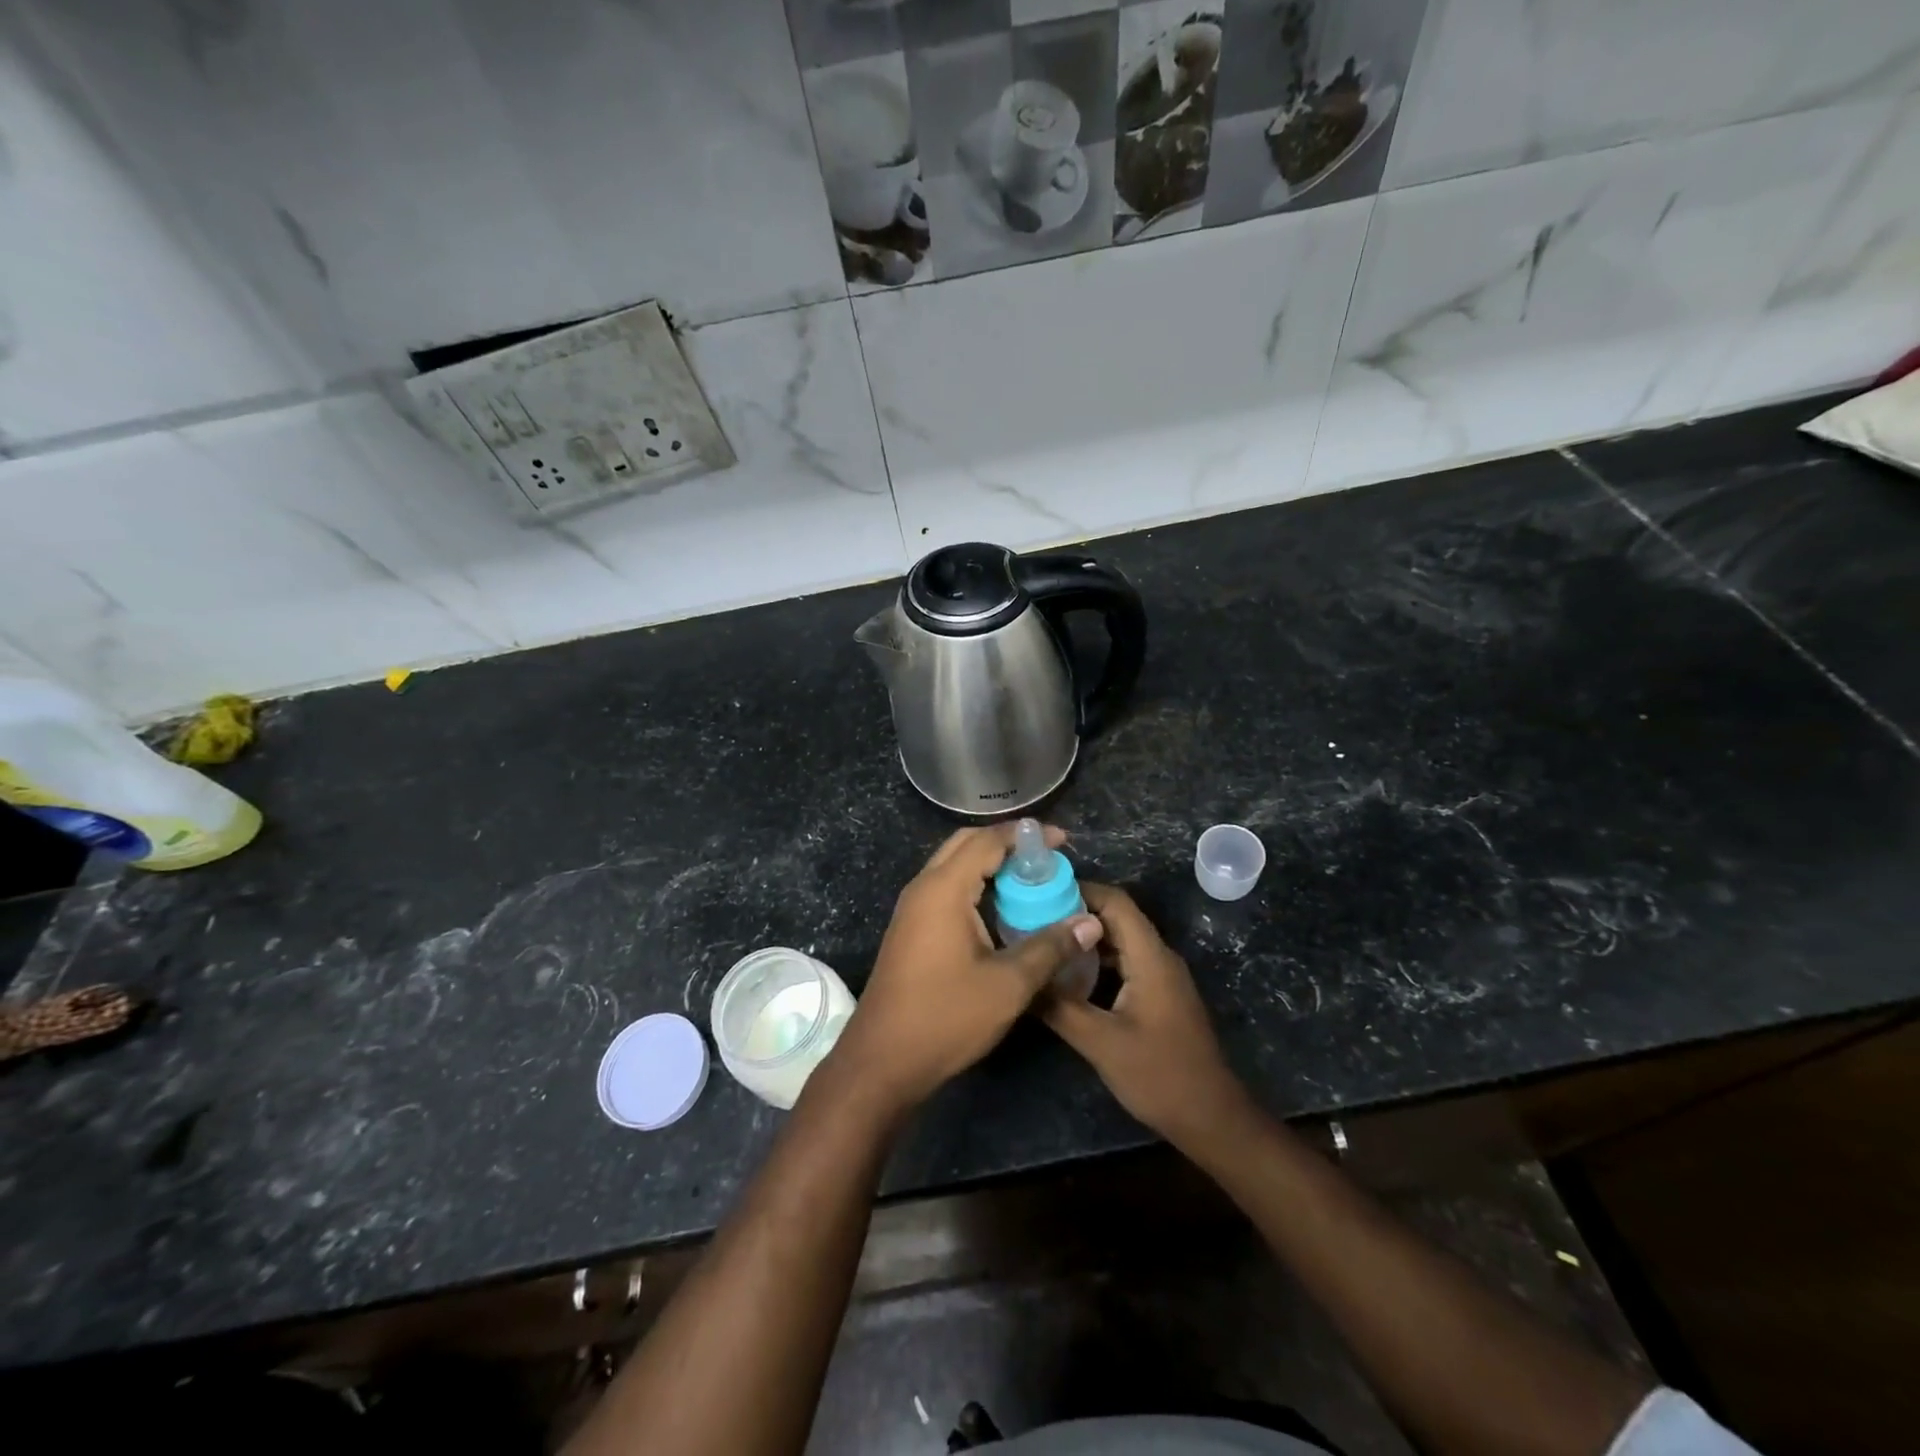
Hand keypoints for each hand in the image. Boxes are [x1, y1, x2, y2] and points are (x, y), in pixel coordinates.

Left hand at [825, 824, 1102, 1116]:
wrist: (882, 1061)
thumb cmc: (946, 1018)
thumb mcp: (1007, 985)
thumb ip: (1050, 948)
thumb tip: (1090, 922)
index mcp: (943, 889)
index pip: (987, 841)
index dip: (1025, 836)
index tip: (1061, 841)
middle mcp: (923, 888)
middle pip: (966, 844)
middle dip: (1006, 844)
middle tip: (1045, 860)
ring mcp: (912, 909)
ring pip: (954, 866)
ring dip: (990, 865)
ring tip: (1030, 881)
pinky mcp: (911, 929)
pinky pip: (946, 888)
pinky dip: (975, 885)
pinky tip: (1001, 910)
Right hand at [1040, 883, 1247, 1144]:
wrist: (1211, 1118)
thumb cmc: (1159, 1075)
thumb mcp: (1100, 1042)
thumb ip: (1059, 1007)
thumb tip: (1020, 979)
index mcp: (1150, 957)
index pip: (1115, 902)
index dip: (1079, 890)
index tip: (1039, 893)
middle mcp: (1159, 957)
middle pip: (1116, 918)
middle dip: (1075, 913)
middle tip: (1032, 918)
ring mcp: (1161, 977)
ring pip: (1120, 941)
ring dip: (1085, 939)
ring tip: (1045, 943)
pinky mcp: (1159, 995)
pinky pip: (1126, 962)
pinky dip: (1097, 961)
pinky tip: (1069, 977)